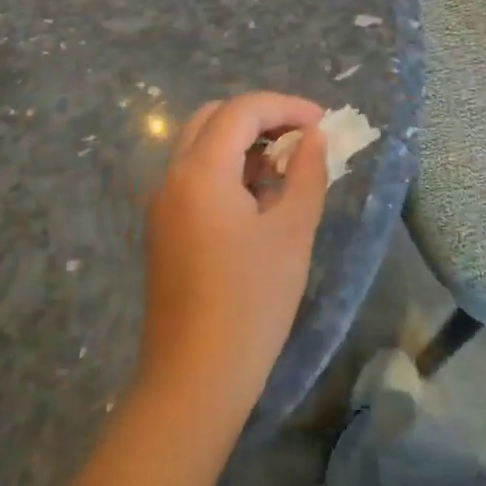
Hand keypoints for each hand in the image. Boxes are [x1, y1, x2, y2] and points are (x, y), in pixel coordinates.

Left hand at [137, 93, 328, 427]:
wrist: (195, 378)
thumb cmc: (251, 302)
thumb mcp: (292, 232)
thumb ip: (307, 174)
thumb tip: (313, 139)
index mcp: (200, 171)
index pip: (242, 111)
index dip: (286, 106)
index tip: (323, 123)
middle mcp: (172, 177)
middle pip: (214, 118)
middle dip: (261, 118)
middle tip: (303, 138)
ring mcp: (162, 204)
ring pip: (201, 146)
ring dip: (243, 144)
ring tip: (287, 169)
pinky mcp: (163, 229)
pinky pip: (194, 177)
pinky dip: (227, 169)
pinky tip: (259, 199)